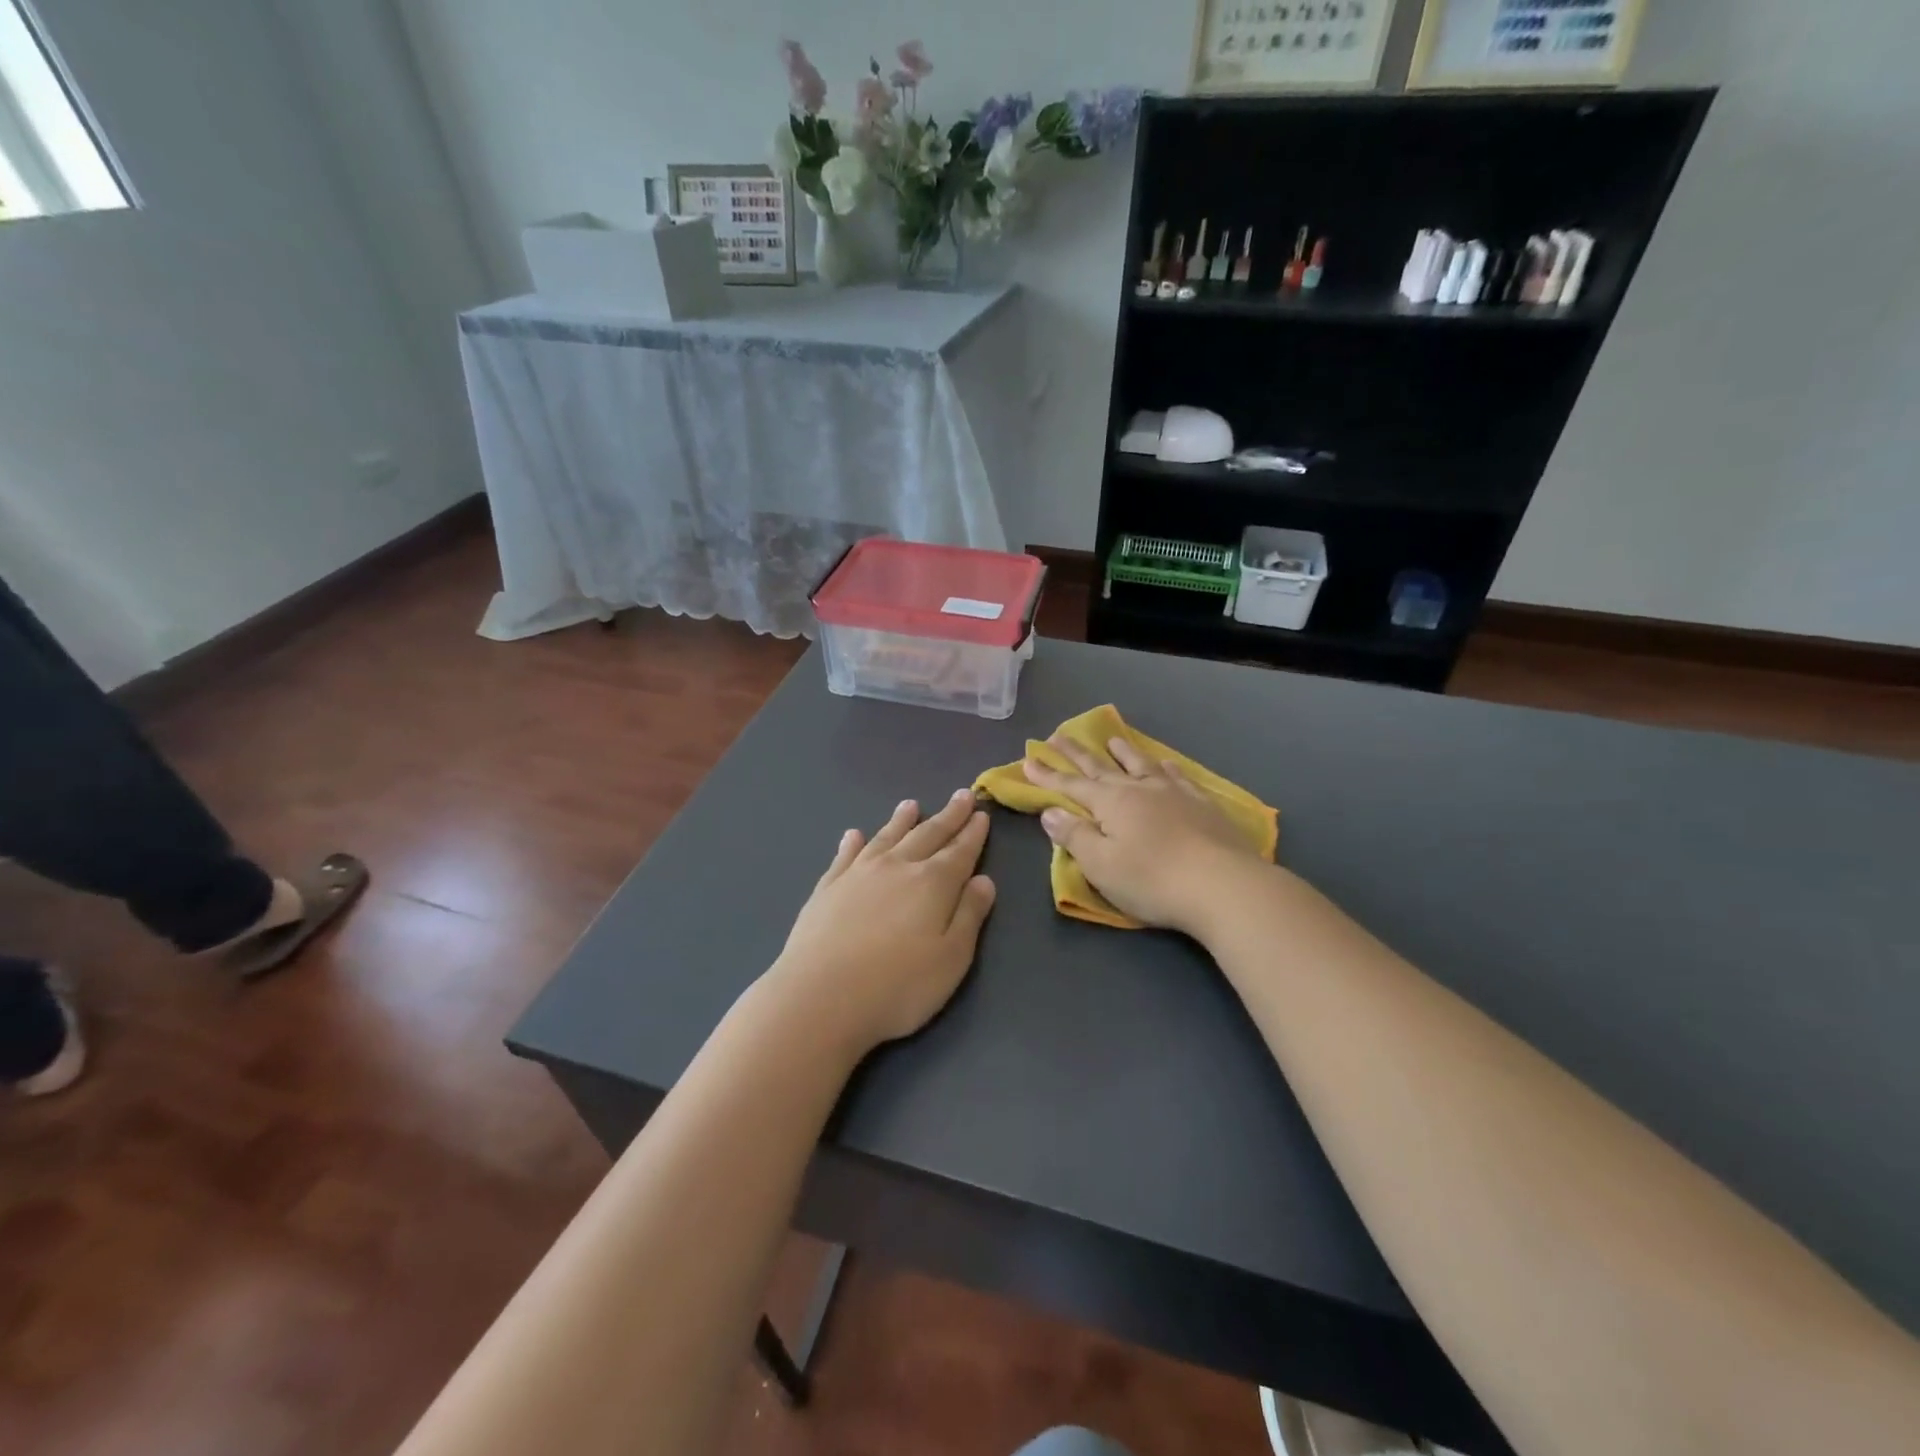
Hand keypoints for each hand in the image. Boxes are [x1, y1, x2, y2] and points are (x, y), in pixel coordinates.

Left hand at [772, 789, 996, 1055]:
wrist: (820, 997)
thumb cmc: (898, 986)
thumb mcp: (951, 958)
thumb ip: (969, 915)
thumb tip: (984, 880)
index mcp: (933, 883)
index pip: (960, 851)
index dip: (973, 833)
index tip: (981, 813)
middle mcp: (897, 867)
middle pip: (928, 835)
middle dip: (948, 816)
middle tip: (961, 796)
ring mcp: (858, 874)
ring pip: (886, 837)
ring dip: (901, 821)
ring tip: (910, 805)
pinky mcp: (827, 888)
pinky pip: (845, 856)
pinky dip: (852, 843)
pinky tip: (853, 835)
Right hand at [1023, 736, 1267, 935]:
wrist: (1223, 885)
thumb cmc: (1152, 880)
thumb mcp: (1101, 865)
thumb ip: (1074, 836)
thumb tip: (1050, 811)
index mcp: (1110, 803)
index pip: (1071, 785)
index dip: (1048, 774)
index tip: (1029, 759)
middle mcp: (1139, 789)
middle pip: (1101, 767)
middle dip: (1077, 754)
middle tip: (1058, 736)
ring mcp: (1173, 793)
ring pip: (1141, 764)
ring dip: (1123, 751)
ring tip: (1112, 738)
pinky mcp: (1202, 804)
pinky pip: (1177, 776)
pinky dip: (1165, 767)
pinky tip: (1165, 764)